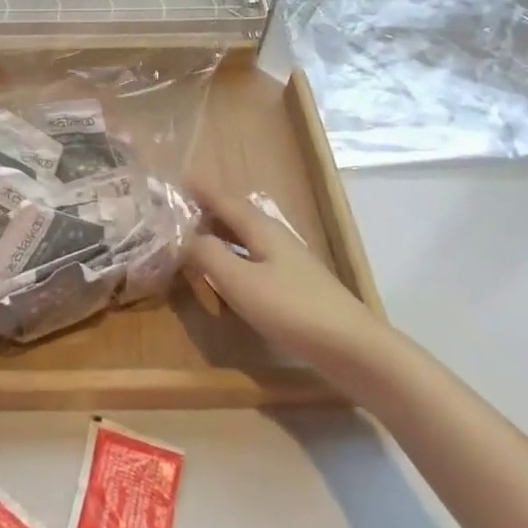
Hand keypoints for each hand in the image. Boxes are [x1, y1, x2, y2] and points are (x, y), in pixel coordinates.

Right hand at [187, 184, 387, 386]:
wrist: (353, 348)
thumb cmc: (292, 308)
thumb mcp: (240, 281)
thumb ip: (208, 255)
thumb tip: (185, 236)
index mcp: (260, 228)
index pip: (222, 199)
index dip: (200, 190)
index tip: (176, 179)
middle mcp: (273, 237)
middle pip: (234, 217)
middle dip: (206, 212)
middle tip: (175, 212)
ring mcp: (286, 262)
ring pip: (243, 240)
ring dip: (218, 237)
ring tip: (192, 241)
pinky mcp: (293, 286)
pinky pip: (252, 261)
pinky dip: (231, 260)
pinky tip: (225, 277)